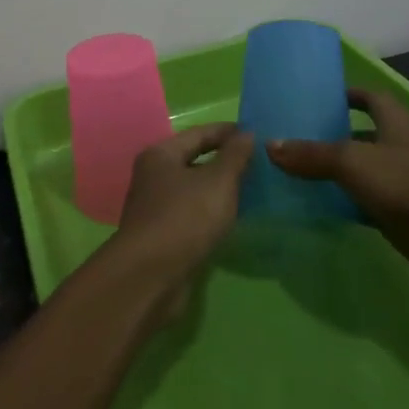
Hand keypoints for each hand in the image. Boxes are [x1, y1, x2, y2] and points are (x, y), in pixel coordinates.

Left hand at [106, 122, 252, 319]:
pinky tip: (231, 219)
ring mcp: (155, 208)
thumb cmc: (185, 218)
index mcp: (161, 155)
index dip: (228, 132)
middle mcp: (153, 176)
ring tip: (251, 190)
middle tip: (258, 164)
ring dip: (219, 189)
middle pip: (194, 160)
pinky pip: (192, 214)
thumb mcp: (218, 181)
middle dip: (225, 160)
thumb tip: (247, 133)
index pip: (199, 133)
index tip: (256, 133)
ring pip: (193, 189)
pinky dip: (211, 212)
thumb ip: (235, 156)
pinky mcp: (162, 236)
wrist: (150, 276)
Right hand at [267, 89, 408, 290]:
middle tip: (289, 141)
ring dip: (334, 173)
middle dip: (330, 136)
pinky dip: (343, 205)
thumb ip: (312, 155)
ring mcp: (400, 181)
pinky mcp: (400, 213)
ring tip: (292, 174)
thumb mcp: (353, 162)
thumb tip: (270, 146)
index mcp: (394, 121)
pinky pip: (364, 203)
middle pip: (360, 135)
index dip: (344, 95)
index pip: (368, 97)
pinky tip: (314, 209)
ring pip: (361, 171)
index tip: (313, 100)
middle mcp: (397, 146)